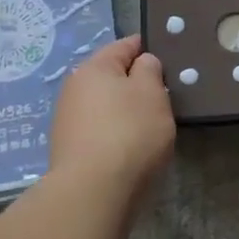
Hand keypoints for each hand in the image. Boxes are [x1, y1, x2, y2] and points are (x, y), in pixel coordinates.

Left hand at [49, 35, 175, 199]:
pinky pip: (99, 130)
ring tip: (150, 127)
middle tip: (164, 98)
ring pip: (105, 105)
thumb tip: (141, 64)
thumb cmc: (129, 133)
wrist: (92, 193)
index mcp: (94, 67)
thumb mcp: (152, 92)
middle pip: (112, 76)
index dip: (150, 48)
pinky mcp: (68, 150)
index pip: (126, 45)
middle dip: (136, 84)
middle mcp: (74, 88)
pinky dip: (115, 134)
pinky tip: (130, 149)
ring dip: (125, 111)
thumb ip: (150, 69)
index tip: (171, 60)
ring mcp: (67, 121)